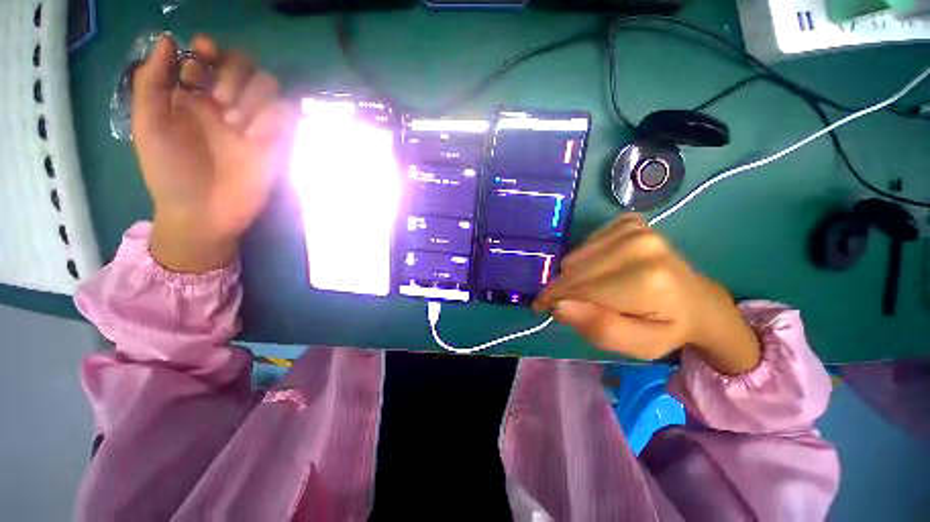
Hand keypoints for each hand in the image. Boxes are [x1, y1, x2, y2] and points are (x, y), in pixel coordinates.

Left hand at [132, 34, 296, 272]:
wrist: (204, 212)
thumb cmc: (169, 172)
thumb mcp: (147, 125)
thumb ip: (152, 81)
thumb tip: (167, 39)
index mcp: (194, 94)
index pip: (210, 55)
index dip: (209, 49)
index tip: (203, 54)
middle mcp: (226, 102)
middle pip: (244, 64)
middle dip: (233, 73)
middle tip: (219, 101)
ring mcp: (253, 122)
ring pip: (269, 85)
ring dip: (253, 96)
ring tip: (234, 123)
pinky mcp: (275, 141)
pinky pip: (285, 113)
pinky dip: (273, 117)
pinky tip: (254, 136)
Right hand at [534, 214, 760, 374]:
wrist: (697, 301)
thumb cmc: (666, 328)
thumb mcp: (638, 345)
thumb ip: (599, 328)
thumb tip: (558, 305)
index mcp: (645, 279)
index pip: (578, 287)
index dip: (555, 299)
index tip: (543, 309)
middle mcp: (638, 244)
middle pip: (572, 269)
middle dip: (566, 289)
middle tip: (583, 305)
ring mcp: (634, 228)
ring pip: (574, 256)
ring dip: (576, 275)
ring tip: (598, 289)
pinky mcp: (627, 221)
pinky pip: (584, 244)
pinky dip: (585, 260)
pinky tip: (604, 269)